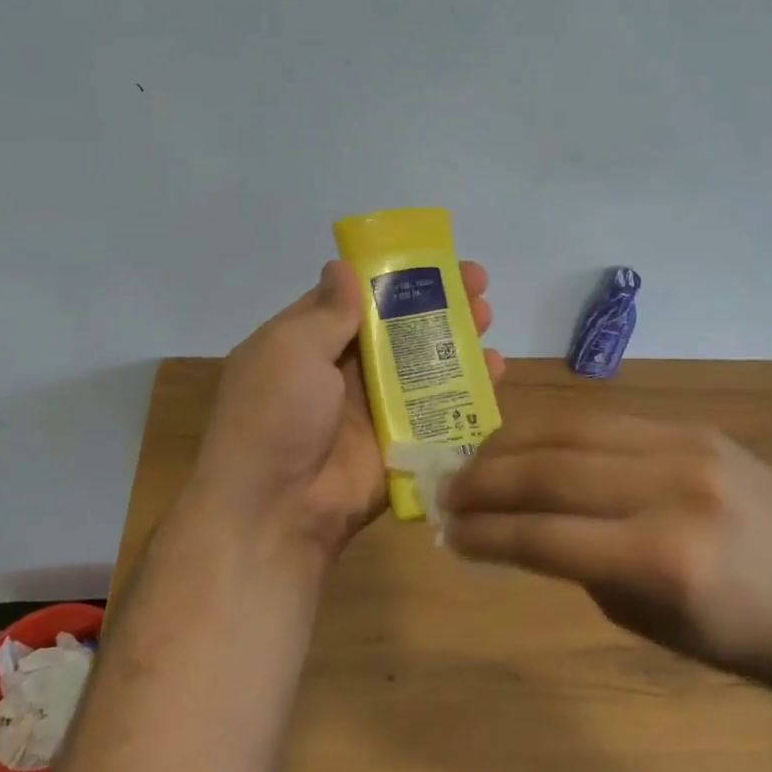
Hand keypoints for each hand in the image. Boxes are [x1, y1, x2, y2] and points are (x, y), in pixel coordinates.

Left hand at [187, 260, 504, 565]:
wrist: (277, 511)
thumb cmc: (275, 416)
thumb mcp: (290, 350)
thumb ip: (326, 311)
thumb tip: (342, 265)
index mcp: (308, 344)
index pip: (356, 298)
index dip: (393, 276)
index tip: (434, 260)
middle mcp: (342, 372)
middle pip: (397, 329)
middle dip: (436, 305)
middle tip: (478, 285)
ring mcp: (374, 409)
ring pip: (422, 367)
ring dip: (456, 341)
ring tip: (488, 318)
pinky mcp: (401, 444)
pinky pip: (438, 411)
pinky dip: (468, 391)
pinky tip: (496, 369)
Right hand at [441, 410, 771, 686]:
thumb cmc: (734, 634)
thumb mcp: (644, 620)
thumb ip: (577, 564)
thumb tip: (518, 523)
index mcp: (661, 561)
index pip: (545, 536)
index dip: (486, 533)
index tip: (448, 534)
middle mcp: (670, 492)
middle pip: (550, 472)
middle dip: (485, 481)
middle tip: (447, 491)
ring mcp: (685, 449)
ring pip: (571, 431)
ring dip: (511, 445)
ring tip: (475, 461)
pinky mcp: (694, 427)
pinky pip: (606, 421)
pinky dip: (556, 432)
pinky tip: (529, 443)